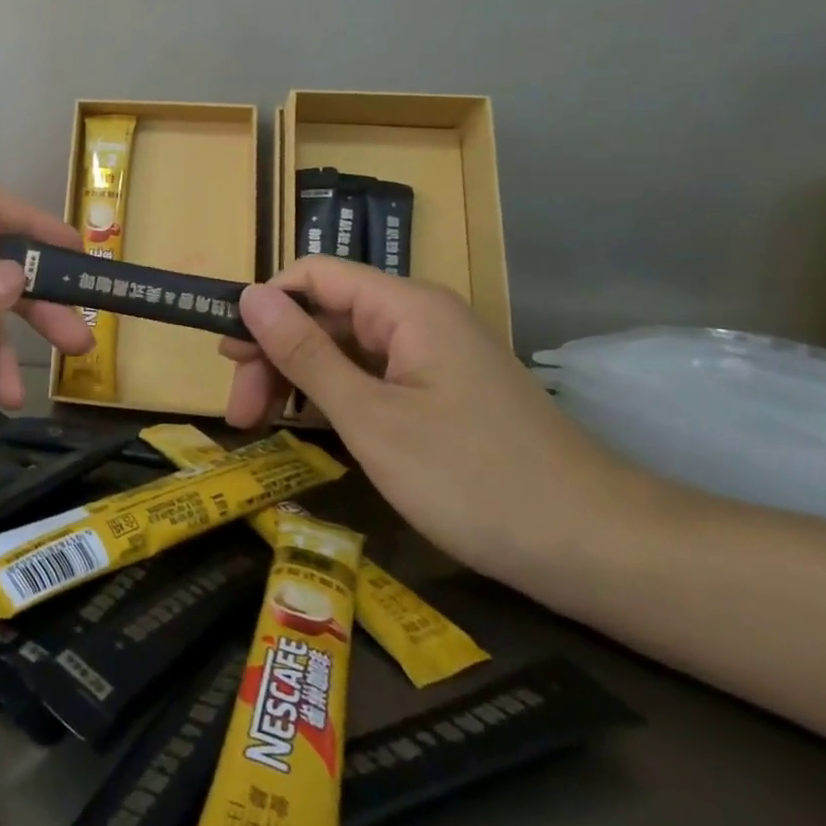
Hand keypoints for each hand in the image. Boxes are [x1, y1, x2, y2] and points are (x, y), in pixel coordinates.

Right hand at [220, 258, 656, 584]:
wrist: (598, 549)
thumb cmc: (473, 478)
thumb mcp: (370, 418)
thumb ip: (304, 353)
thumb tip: (249, 296)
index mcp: (405, 306)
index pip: (313, 275)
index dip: (264, 306)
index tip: (227, 357)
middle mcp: (420, 317)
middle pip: (325, 313)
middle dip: (274, 353)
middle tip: (239, 413)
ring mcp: (435, 356)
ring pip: (346, 347)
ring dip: (299, 378)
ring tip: (262, 422)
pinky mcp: (444, 392)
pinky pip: (374, 375)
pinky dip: (336, 396)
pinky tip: (311, 425)